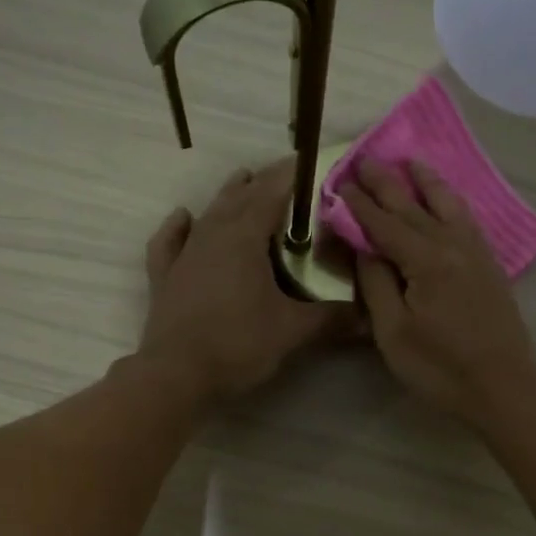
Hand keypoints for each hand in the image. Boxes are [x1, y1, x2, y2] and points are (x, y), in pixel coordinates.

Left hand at [138, 160, 349, 402]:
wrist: (176, 375)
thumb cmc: (237, 345)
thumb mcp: (291, 331)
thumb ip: (330, 318)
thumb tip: (369, 315)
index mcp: (244, 237)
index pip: (272, 192)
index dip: (292, 175)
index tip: (311, 161)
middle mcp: (212, 234)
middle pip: (240, 196)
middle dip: (264, 181)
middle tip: (287, 175)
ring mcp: (185, 254)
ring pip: (209, 213)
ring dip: (229, 195)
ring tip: (244, 180)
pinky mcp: (166, 276)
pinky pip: (170, 241)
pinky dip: (179, 226)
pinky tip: (183, 216)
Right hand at [340, 159, 535, 424]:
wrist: (503, 386)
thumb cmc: (440, 367)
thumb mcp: (393, 332)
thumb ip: (377, 284)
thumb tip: (365, 246)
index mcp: (425, 261)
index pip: (384, 224)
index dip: (359, 204)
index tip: (338, 183)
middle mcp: (452, 245)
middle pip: (413, 207)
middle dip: (386, 183)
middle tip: (365, 159)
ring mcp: (476, 253)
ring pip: (447, 205)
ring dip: (425, 182)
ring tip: (410, 162)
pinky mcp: (489, 265)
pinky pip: (467, 220)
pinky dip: (452, 202)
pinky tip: (447, 199)